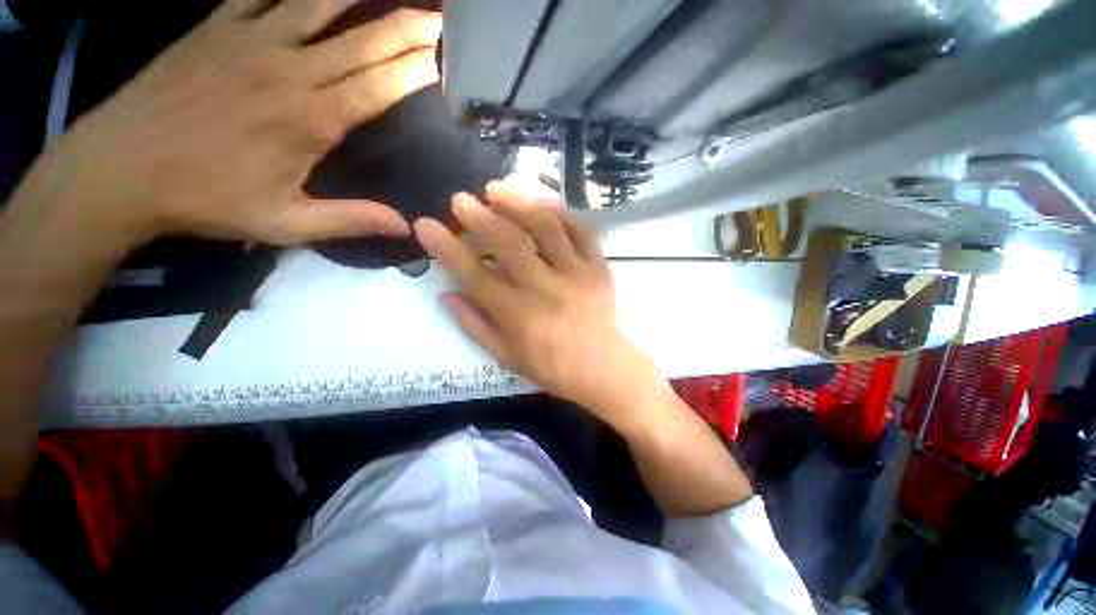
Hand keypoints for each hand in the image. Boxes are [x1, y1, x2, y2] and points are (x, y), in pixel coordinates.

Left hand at [13, 0, 441, 246]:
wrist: (120, 168)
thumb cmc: (208, 200)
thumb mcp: (287, 224)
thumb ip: (351, 220)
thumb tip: (406, 226)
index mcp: (311, 120)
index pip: (379, 86)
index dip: (415, 70)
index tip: (444, 59)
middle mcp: (289, 70)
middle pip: (362, 41)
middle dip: (407, 28)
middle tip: (438, 19)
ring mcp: (250, 39)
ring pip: (318, 4)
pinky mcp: (217, 26)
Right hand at [415, 182, 671, 425]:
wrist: (602, 368)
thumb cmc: (551, 367)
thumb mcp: (505, 356)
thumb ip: (474, 325)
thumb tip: (446, 294)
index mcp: (517, 313)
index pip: (473, 274)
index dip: (445, 248)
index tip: (425, 225)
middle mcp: (544, 287)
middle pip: (508, 243)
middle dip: (479, 217)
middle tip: (460, 200)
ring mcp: (575, 273)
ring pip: (545, 229)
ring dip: (518, 203)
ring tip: (496, 189)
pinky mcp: (598, 267)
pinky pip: (582, 232)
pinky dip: (562, 213)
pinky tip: (544, 202)